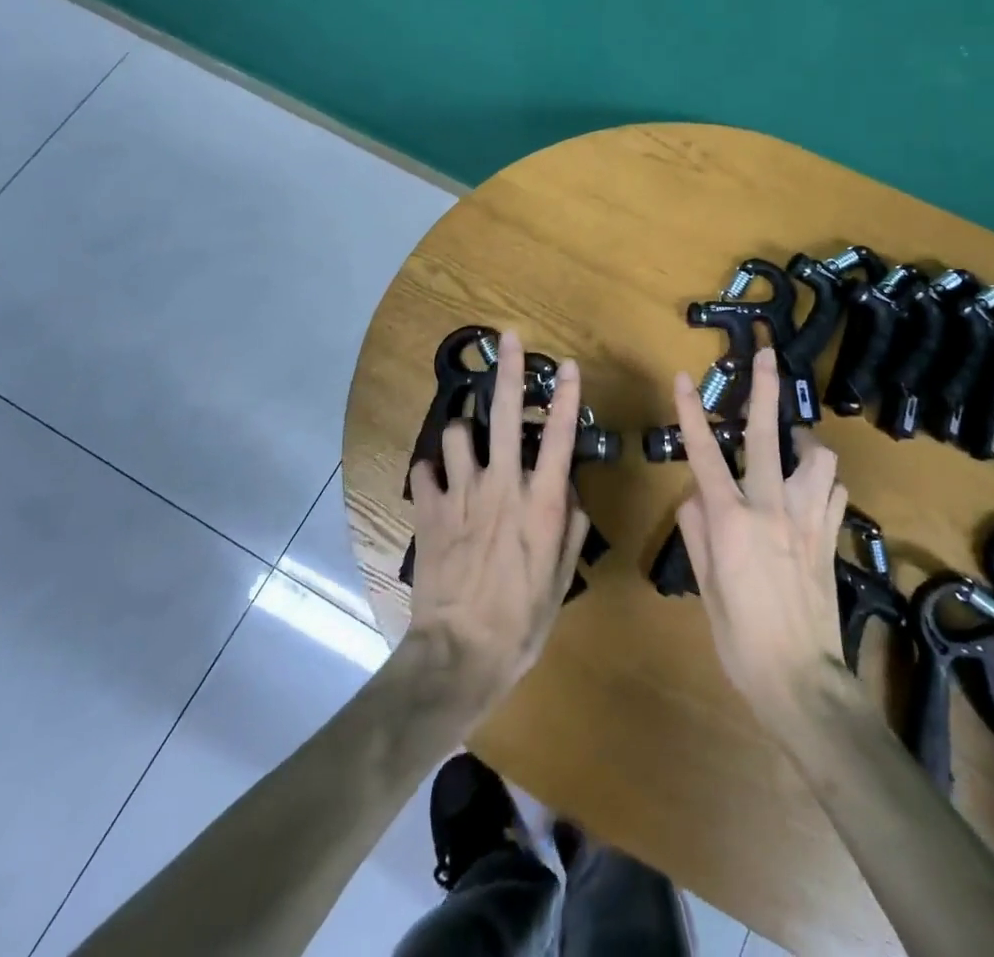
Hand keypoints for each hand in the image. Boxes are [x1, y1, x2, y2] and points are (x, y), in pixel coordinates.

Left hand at [405, 330, 589, 717]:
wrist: (459, 653)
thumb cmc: (522, 621)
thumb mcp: (561, 578)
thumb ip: (569, 526)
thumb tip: (568, 490)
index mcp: (541, 502)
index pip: (560, 436)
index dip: (565, 395)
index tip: (567, 364)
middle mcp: (502, 485)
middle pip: (507, 414)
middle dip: (508, 370)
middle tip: (508, 339)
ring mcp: (461, 493)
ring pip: (458, 433)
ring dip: (464, 433)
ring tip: (468, 445)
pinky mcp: (429, 510)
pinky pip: (424, 470)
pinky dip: (431, 472)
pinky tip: (436, 484)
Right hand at [673, 346, 853, 740]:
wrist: (802, 681)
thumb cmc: (740, 638)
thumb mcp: (705, 586)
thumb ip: (697, 532)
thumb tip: (696, 496)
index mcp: (732, 520)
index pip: (704, 454)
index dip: (691, 413)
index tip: (684, 378)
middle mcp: (771, 508)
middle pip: (768, 434)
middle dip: (765, 388)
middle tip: (767, 354)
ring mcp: (807, 519)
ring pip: (817, 457)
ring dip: (804, 441)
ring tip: (793, 442)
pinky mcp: (830, 536)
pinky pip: (832, 491)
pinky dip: (821, 482)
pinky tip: (812, 490)